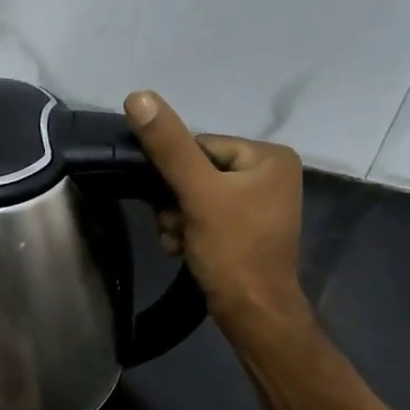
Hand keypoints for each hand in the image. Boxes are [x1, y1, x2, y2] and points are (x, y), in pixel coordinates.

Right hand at [125, 90, 308, 336]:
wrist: (252, 313)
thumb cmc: (232, 250)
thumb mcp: (197, 193)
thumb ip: (168, 146)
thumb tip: (139, 96)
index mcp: (269, 156)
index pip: (201, 146)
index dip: (175, 174)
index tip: (170, 203)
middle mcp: (270, 174)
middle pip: (197, 172)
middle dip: (175, 202)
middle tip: (176, 227)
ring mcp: (260, 204)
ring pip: (196, 196)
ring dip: (177, 219)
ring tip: (180, 241)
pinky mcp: (247, 229)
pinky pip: (206, 216)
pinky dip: (189, 231)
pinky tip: (185, 248)